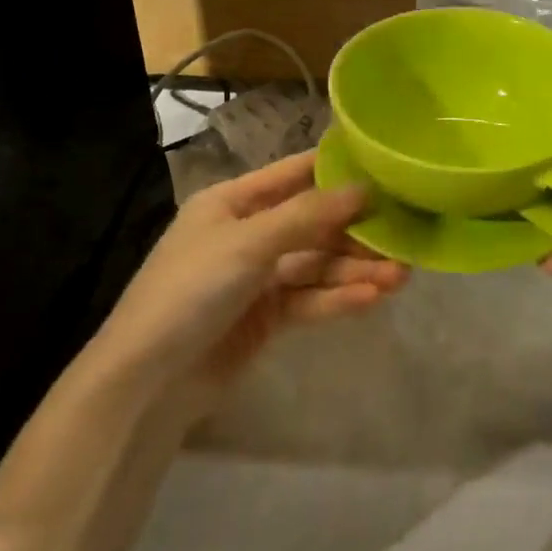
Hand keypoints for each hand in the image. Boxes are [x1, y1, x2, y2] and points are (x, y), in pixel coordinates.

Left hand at [100, 151, 407, 388]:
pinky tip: (372, 298)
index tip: (386, 168)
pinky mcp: (267, 317)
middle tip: (405, 235)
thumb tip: (363, 188)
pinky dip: (337, 298)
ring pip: (316, 265)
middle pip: (313, 224)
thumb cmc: (190, 291)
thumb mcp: (248, 243)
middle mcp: (248, 233)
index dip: (338, 170)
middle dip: (356, 231)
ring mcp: (258, 277)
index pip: (294, 174)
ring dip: (355, 270)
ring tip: (400, 276)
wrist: (146, 382)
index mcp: (232, 201)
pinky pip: (309, 299)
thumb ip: (308, 216)